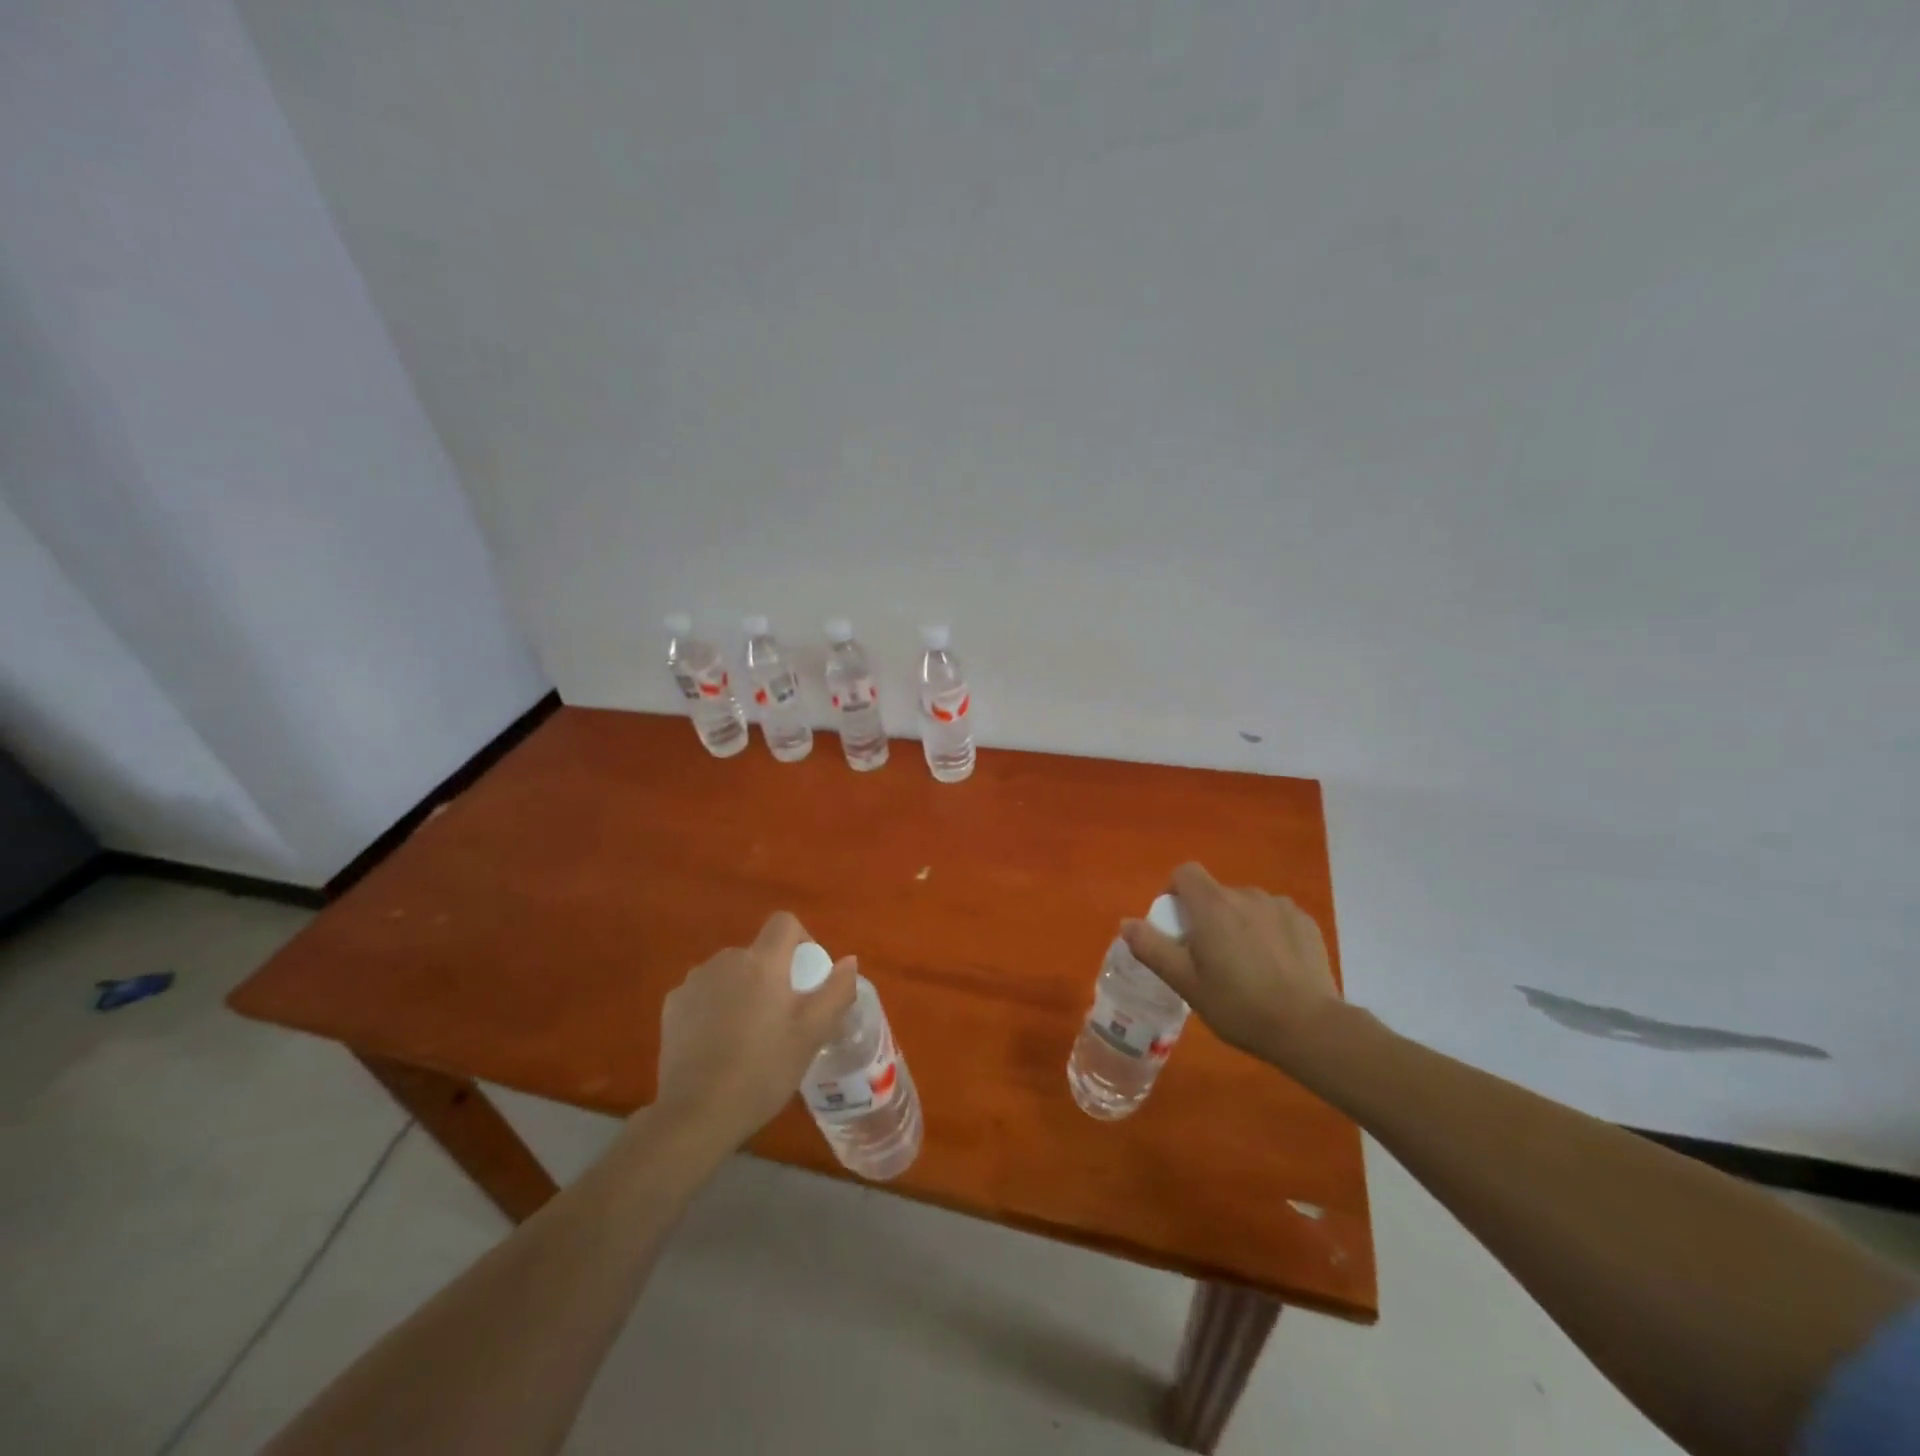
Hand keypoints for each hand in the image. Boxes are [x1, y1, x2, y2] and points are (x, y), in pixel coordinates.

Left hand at [654, 911, 856, 1145]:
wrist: (695, 1115)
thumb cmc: (763, 1070)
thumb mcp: (813, 1034)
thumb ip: (836, 990)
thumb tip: (849, 961)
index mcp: (761, 962)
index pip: (784, 923)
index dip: (802, 940)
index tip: (807, 977)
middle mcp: (725, 961)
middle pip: (758, 952)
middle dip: (773, 974)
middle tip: (783, 1018)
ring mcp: (693, 982)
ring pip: (730, 973)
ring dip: (744, 990)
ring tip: (749, 1034)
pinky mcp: (672, 1007)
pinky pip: (705, 993)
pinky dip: (716, 1007)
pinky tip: (719, 1044)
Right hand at [1121, 862, 1341, 1067]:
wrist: (1310, 1028)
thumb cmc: (1239, 1005)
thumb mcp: (1186, 983)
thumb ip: (1152, 948)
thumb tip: (1127, 923)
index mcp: (1212, 905)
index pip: (1185, 873)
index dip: (1175, 893)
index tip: (1177, 927)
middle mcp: (1246, 894)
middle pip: (1215, 893)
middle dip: (1207, 917)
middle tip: (1209, 959)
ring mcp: (1280, 906)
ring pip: (1246, 906)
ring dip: (1239, 924)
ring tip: (1246, 966)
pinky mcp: (1306, 922)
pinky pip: (1275, 918)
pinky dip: (1268, 933)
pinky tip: (1276, 968)